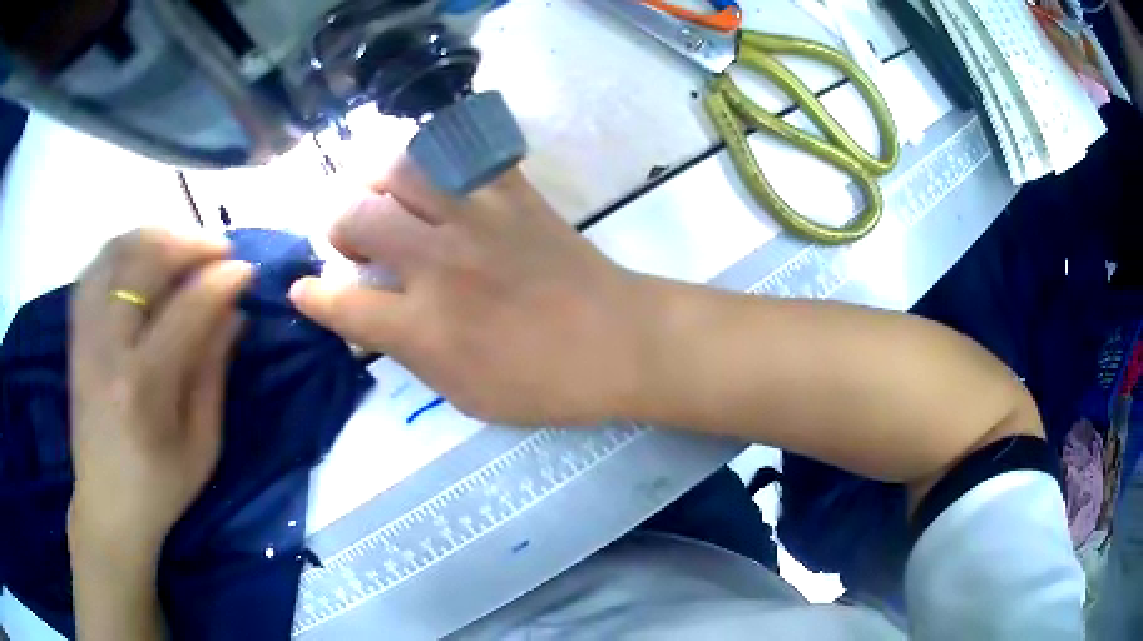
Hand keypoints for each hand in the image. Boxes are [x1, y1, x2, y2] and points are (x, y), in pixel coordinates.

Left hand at [68, 230, 250, 555]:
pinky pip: (95, 267)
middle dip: (189, 243)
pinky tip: (142, 255)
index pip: (187, 309)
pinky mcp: (76, 333)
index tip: (248, 271)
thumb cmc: (160, 488)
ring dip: (155, 236)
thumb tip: (234, 312)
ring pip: (116, 252)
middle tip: (219, 249)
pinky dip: (122, 248)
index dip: (222, 281)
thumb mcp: (202, 444)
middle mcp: (108, 349)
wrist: (106, 506)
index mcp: (144, 388)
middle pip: (145, 263)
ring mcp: (86, 336)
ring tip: (183, 244)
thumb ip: (213, 371)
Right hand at [290, 158, 651, 425]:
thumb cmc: (542, 384)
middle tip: (357, 243)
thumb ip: (407, 351)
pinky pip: (464, 152)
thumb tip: (369, 318)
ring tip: (392, 202)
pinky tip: (442, 179)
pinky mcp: (513, 193)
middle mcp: (439, 262)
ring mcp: (477, 219)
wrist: (618, 342)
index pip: (342, 304)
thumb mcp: (462, 393)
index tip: (302, 290)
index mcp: (424, 326)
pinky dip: (441, 159)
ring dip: (381, 183)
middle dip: (340, 227)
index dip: (313, 296)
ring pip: (402, 168)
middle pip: (357, 216)